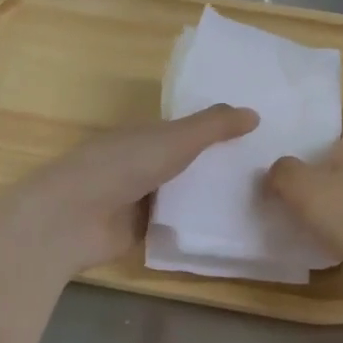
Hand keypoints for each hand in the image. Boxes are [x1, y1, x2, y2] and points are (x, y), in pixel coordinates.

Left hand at [0, 104, 259, 275]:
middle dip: (221, 164)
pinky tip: (231, 226)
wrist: (72, 219)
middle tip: (270, 169)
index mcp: (146, 133)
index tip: (258, 135)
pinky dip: (198, 223)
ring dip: (212, 195)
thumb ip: (214, 126)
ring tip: (261, 198)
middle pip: (190, 161)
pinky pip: (178, 222)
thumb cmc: (123, 166)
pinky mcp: (140, 229)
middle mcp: (143, 161)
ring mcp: (140, 197)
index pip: (189, 128)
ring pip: (186, 192)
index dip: (219, 129)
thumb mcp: (176, 139)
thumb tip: (256, 113)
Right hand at [266, 132, 342, 321]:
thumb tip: (275, 173)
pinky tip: (309, 246)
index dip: (293, 147)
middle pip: (325, 170)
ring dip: (312, 212)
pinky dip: (328, 234)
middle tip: (264, 196)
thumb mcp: (306, 188)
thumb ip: (283, 173)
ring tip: (279, 221)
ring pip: (335, 201)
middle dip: (298, 183)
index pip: (320, 137)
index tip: (264, 163)